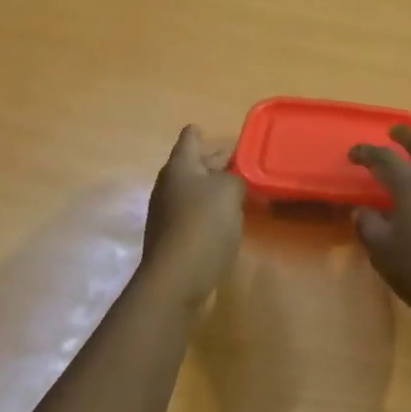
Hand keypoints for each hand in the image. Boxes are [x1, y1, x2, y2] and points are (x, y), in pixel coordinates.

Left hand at [140, 126, 245, 305]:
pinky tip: (229, 220)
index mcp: (179, 167)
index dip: (202, 133)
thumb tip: (232, 182)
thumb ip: (235, 178)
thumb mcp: (229, 192)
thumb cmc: (203, 225)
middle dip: (214, 162)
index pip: (190, 138)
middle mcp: (169, 186)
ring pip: (195, 191)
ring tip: (241, 190)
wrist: (177, 279)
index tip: (216, 132)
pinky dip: (211, 212)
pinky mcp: (175, 238)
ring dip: (214, 189)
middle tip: (241, 161)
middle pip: (192, 165)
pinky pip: (195, 215)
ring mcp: (168, 214)